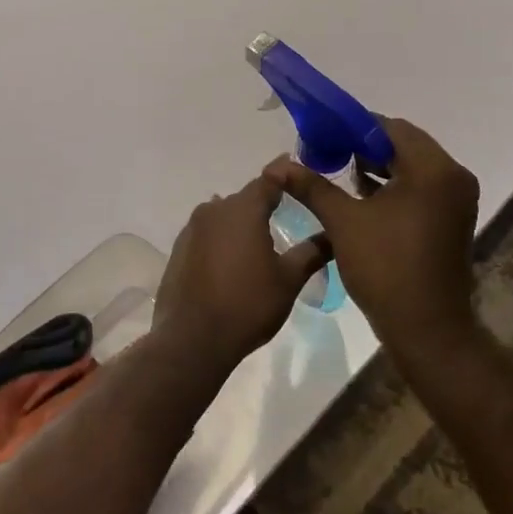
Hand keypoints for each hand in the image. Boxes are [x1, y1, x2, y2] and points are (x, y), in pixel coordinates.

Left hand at [154, 175, 330, 364]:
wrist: (193, 340)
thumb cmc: (248, 305)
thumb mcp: (289, 280)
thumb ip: (311, 252)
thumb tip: (333, 235)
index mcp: (243, 209)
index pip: (269, 179)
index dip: (286, 174)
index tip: (300, 173)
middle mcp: (214, 210)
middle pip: (245, 199)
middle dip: (265, 203)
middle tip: (287, 213)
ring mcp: (192, 230)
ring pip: (224, 216)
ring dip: (241, 223)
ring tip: (260, 240)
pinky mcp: (179, 250)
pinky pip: (207, 235)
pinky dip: (223, 240)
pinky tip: (233, 260)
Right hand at [264, 118, 479, 356]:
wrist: (426, 328)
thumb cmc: (386, 268)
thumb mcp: (344, 222)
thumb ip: (313, 187)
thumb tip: (278, 167)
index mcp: (433, 169)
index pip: (391, 128)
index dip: (354, 128)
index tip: (322, 134)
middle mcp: (453, 177)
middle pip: (404, 145)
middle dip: (364, 148)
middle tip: (327, 153)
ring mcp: (457, 200)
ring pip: (412, 168)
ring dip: (379, 167)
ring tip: (339, 173)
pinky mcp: (453, 219)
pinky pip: (421, 189)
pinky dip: (394, 188)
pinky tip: (362, 197)